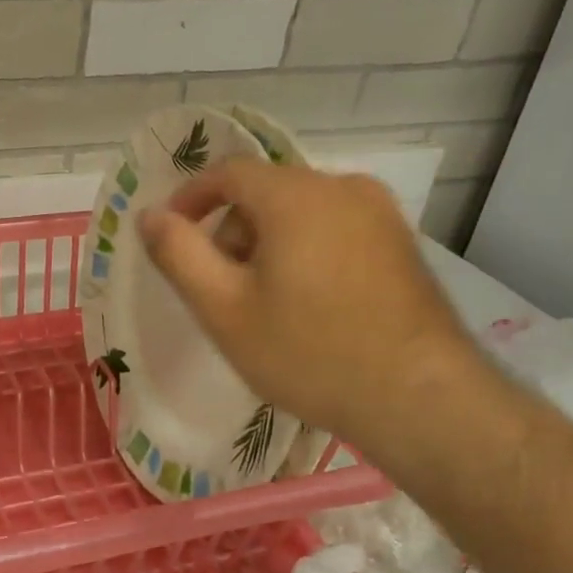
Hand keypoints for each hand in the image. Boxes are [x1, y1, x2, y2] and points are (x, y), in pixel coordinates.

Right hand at [137, 157, 478, 454]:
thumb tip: (150, 215)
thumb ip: (177, 253)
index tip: (171, 234)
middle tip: (220, 287)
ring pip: (301, 211)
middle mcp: (342, 187)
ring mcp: (381, 214)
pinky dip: (306, 251)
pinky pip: (335, 228)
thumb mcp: (223, 308)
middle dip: (230, 230)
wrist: (423, 400)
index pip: (228, 172)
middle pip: (264, 192)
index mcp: (295, 195)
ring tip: (266, 303)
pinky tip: (311, 304)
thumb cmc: (309, 352)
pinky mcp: (403, 243)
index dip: (190, 198)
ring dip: (268, 243)